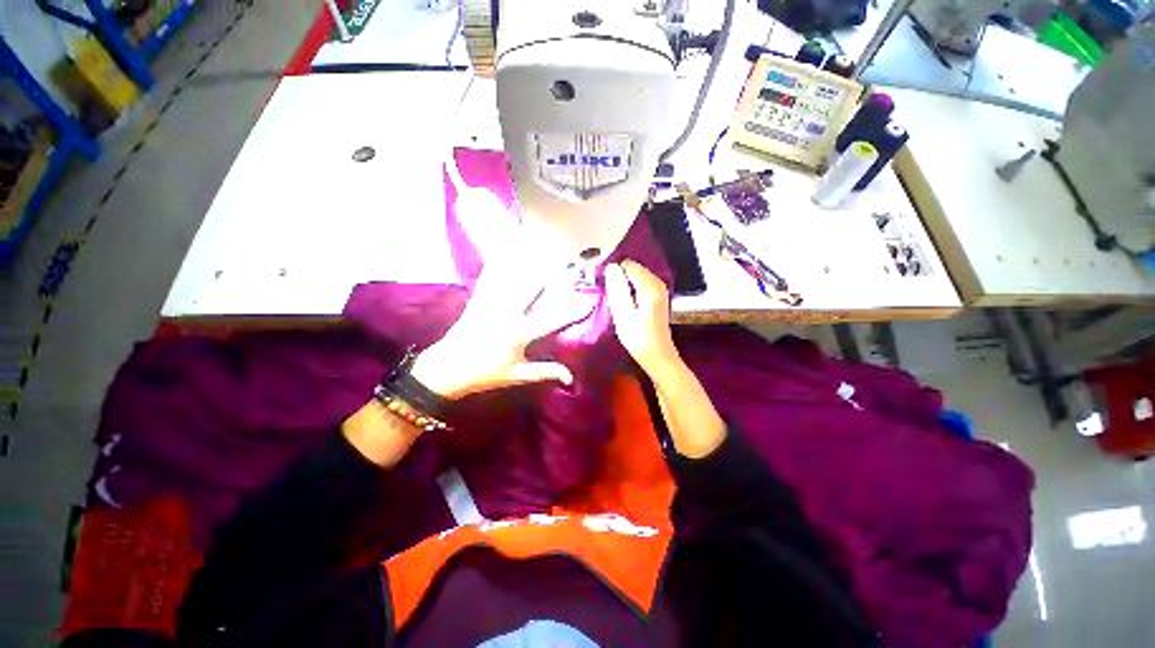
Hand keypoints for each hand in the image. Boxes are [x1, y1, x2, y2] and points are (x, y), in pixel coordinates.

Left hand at [411, 258, 593, 398]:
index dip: (573, 310)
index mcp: (519, 334)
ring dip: (527, 261)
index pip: (553, 319)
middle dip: (551, 273)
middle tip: (567, 261)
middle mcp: (506, 314)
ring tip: (541, 247)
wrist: (447, 369)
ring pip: (511, 277)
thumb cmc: (486, 374)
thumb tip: (571, 378)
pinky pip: (490, 278)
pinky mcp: (478, 300)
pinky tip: (505, 249)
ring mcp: (491, 304)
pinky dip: (499, 263)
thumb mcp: (518, 375)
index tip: (589, 299)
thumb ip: (546, 372)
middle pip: (532, 287)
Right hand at [604, 261, 680, 376]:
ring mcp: (660, 288)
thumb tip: (611, 266)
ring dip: (625, 285)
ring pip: (636, 276)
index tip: (609, 290)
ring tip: (620, 303)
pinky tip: (629, 305)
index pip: (627, 265)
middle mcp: (658, 282)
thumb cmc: (638, 338)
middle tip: (614, 299)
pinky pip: (641, 283)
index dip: (615, 274)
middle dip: (620, 279)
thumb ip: (617, 288)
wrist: (657, 355)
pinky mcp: (659, 295)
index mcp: (649, 286)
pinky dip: (632, 290)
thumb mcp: (622, 313)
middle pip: (633, 268)